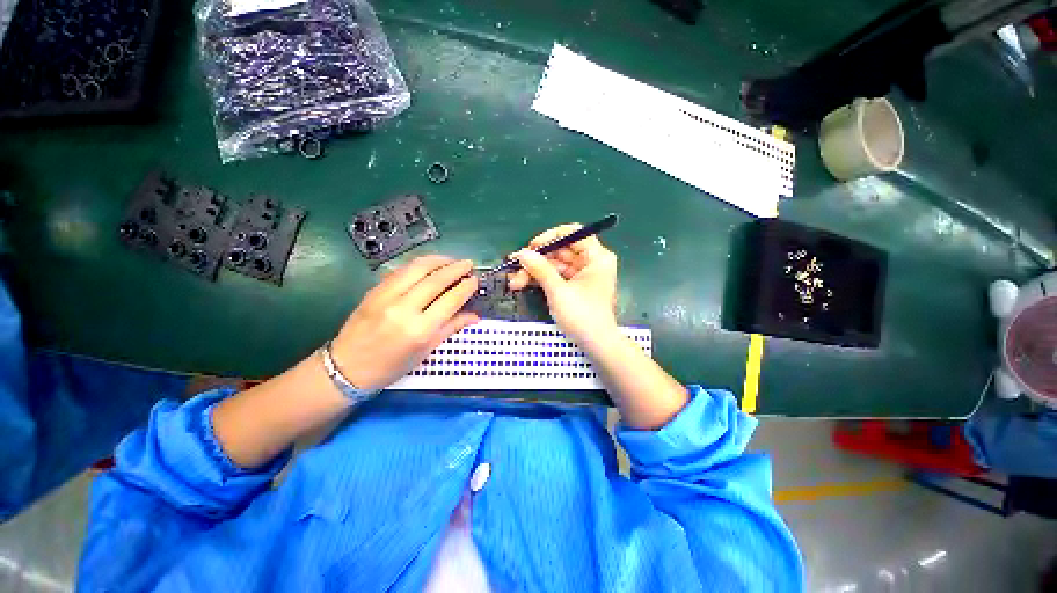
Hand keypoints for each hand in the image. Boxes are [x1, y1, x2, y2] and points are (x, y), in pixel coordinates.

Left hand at [332, 256, 479, 389]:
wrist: (346, 367)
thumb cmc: (391, 366)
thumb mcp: (425, 351)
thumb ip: (451, 328)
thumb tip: (474, 316)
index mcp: (420, 330)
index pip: (450, 300)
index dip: (465, 287)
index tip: (474, 279)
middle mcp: (403, 309)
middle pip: (435, 279)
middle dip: (455, 268)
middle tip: (468, 264)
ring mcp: (386, 296)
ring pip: (417, 268)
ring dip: (438, 260)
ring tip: (451, 260)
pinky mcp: (374, 290)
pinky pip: (401, 270)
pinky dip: (419, 264)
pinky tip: (429, 265)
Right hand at [508, 224, 618, 345]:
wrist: (596, 345)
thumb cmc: (583, 316)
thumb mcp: (559, 291)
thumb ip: (540, 269)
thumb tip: (522, 253)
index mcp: (596, 257)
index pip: (573, 233)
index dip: (551, 237)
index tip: (532, 247)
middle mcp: (590, 262)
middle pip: (560, 251)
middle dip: (536, 260)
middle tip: (514, 266)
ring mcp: (581, 275)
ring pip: (554, 265)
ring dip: (534, 272)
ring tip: (514, 281)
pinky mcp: (574, 287)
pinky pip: (555, 277)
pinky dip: (540, 280)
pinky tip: (522, 283)